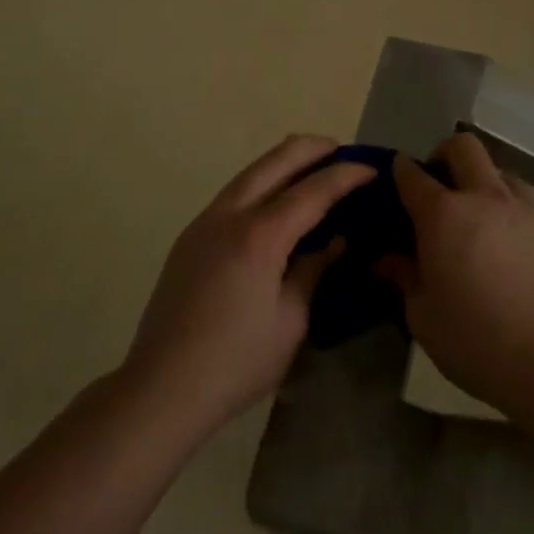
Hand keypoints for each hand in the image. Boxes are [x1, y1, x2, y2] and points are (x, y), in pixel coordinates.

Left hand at [122, 135, 373, 437]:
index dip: (346, 175)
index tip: (372, 168)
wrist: (161, 385)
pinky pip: (235, 191)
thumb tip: (336, 242)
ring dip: (285, 161)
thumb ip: (314, 272)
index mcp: (260, 235)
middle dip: (313, 148)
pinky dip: (263, 182)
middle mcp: (231, 213)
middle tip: (342, 152)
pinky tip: (276, 200)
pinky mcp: (192, 233)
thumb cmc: (235, 362)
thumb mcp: (290, 323)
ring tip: (314, 167)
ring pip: (252, 170)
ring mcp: (206, 219)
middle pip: (277, 159)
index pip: (313, 190)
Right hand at [380, 133, 533, 417]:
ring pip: (499, 170)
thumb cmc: (478, 342)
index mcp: (443, 214)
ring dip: (483, 182)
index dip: (401, 169)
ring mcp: (524, 208)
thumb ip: (404, 278)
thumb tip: (387, 259)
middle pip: (463, 147)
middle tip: (440, 184)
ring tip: (480, 216)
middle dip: (445, 155)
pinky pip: (526, 201)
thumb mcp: (424, 318)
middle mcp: (483, 197)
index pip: (412, 174)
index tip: (397, 174)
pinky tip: (511, 243)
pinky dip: (512, 209)